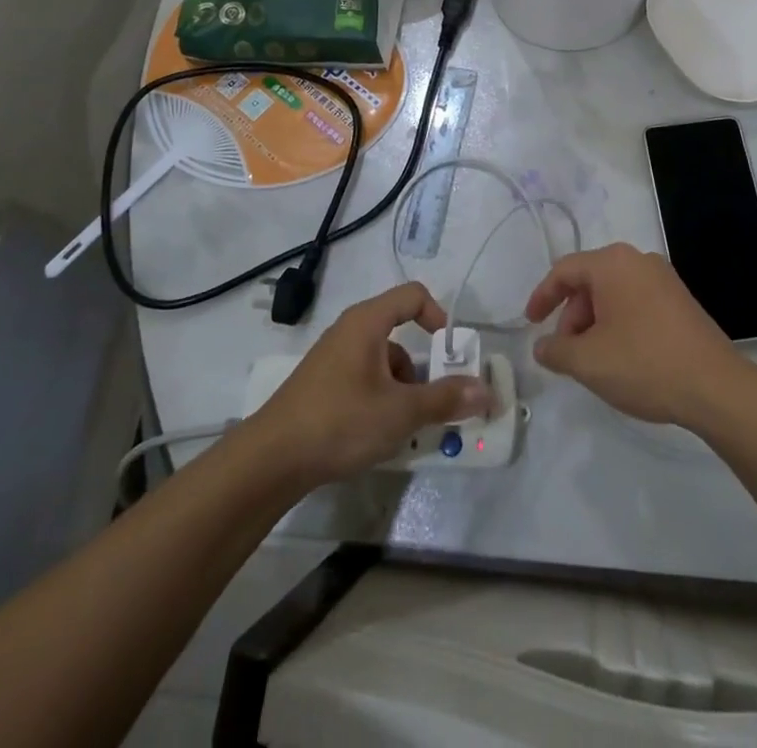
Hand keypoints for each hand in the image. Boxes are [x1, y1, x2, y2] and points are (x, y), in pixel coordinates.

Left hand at [248, 282, 492, 487]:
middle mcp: (349, 330)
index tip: (449, 351)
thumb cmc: (340, 422)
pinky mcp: (322, 385)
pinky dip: (380, 397)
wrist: (269, 461)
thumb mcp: (400, 412)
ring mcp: (332, 358)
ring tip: (405, 426)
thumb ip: (445, 399)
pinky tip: (378, 434)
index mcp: (367, 322)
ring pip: (382, 360)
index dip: (438, 315)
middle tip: (434, 399)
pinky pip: (363, 378)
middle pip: (399, 331)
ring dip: (402, 387)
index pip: (413, 295)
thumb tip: (486, 391)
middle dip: (422, 366)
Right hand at [524, 243, 745, 429]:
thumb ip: (556, 350)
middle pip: (590, 281)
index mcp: (613, 263)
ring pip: (614, 294)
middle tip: (565, 352)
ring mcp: (664, 279)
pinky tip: (621, 357)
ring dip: (594, 323)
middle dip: (571, 316)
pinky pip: (636, 303)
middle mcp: (639, 260)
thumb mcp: (588, 361)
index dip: (542, 296)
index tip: (530, 324)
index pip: (565, 270)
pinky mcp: (681, 301)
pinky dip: (619, 323)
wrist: (715, 386)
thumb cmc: (644, 363)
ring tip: (593, 361)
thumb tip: (542, 346)